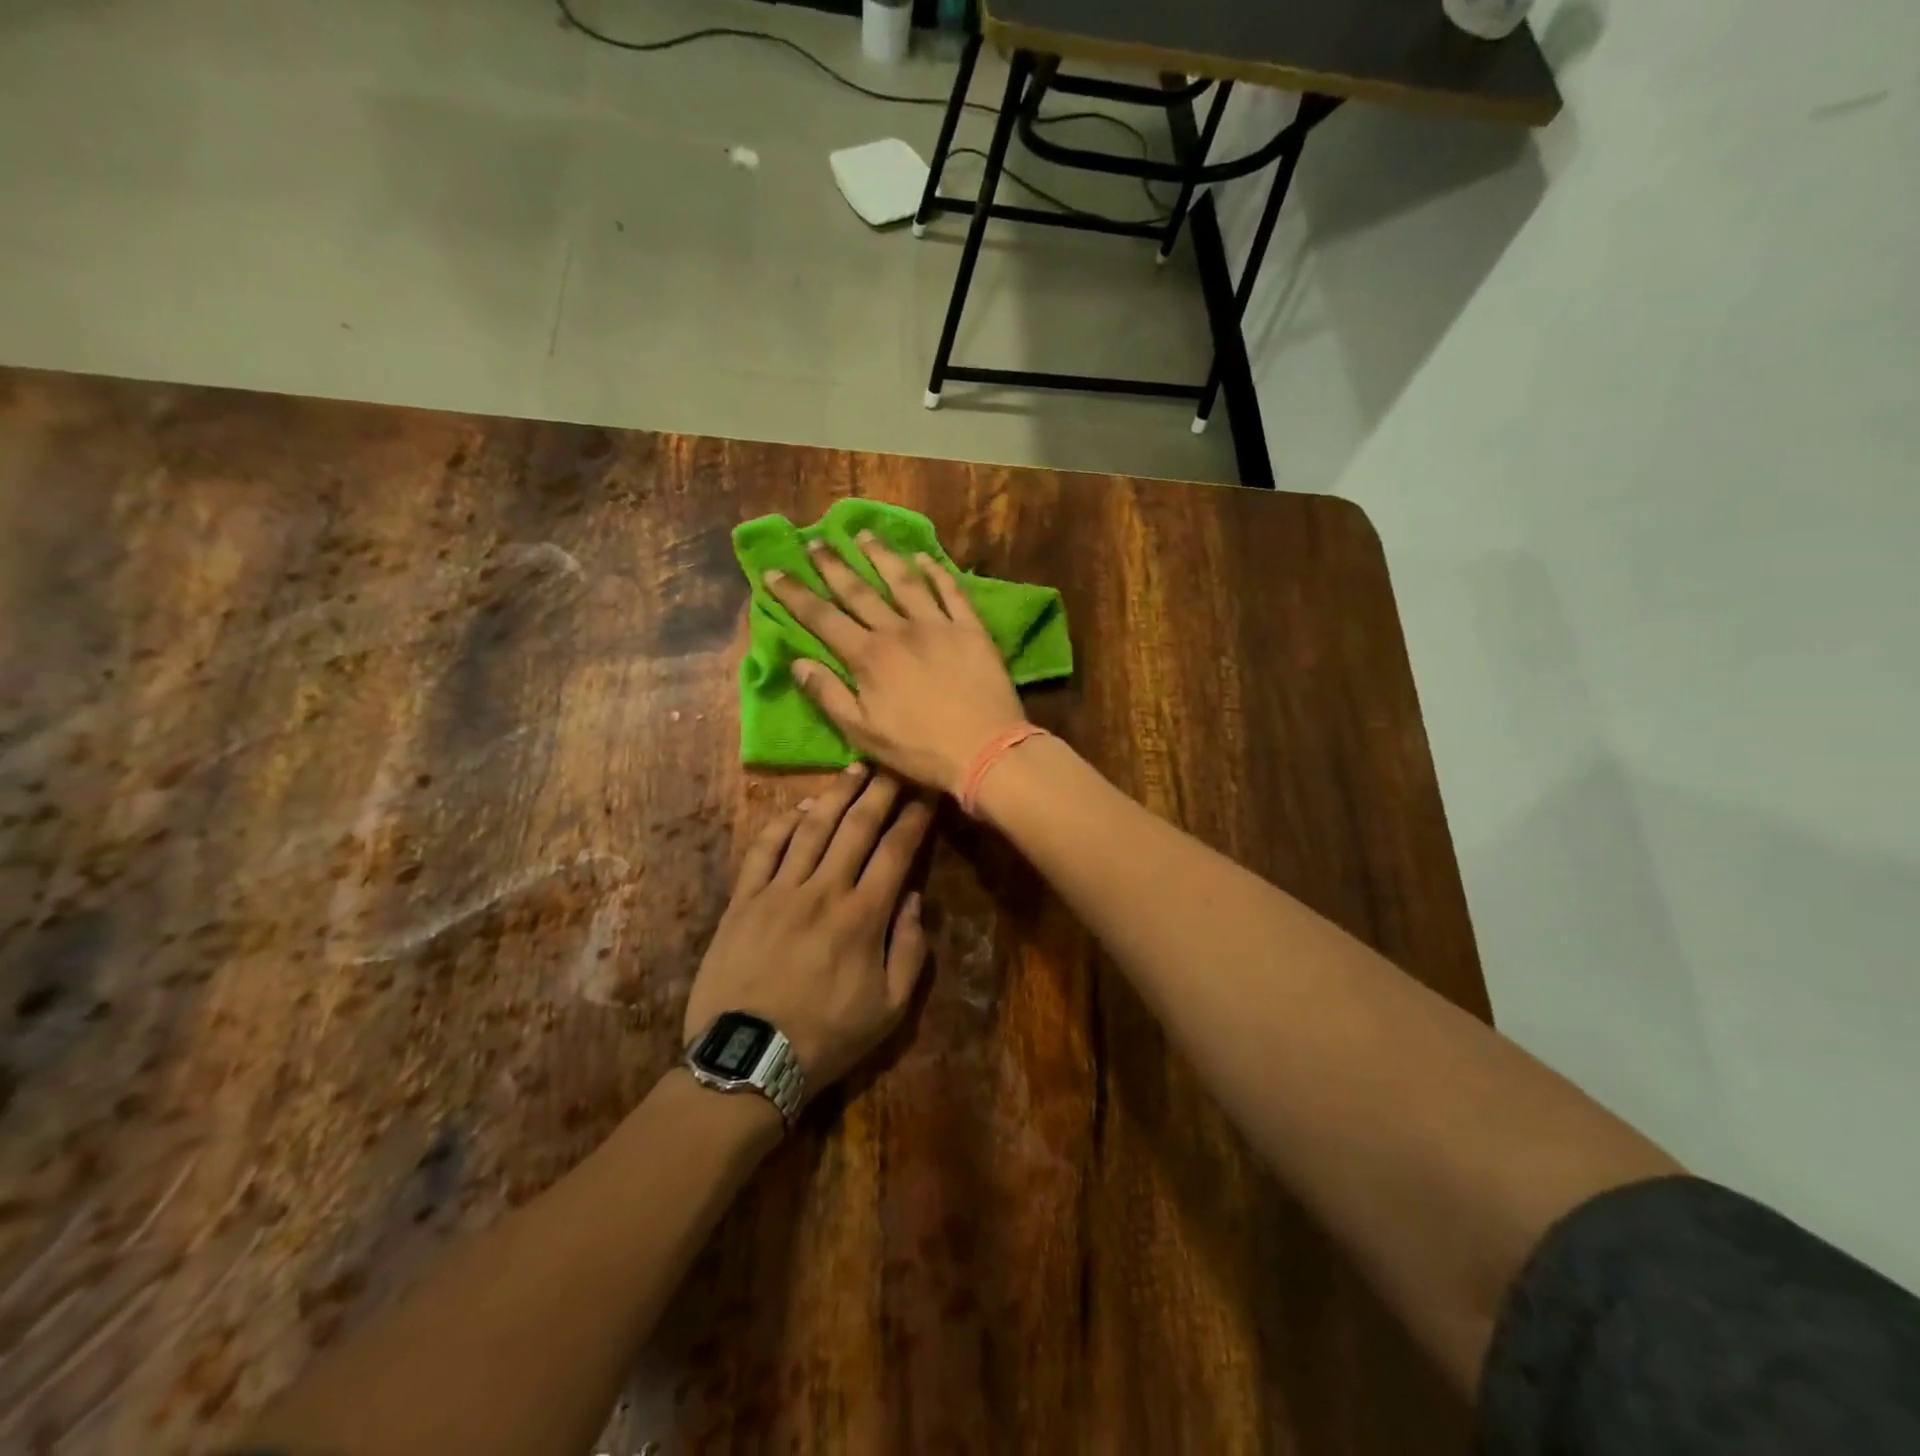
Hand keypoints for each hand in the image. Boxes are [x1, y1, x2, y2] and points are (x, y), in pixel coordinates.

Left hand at [683, 765, 931, 1103]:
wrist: (749, 1060)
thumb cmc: (826, 1037)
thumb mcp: (889, 1009)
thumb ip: (909, 949)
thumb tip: (911, 897)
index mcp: (863, 917)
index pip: (896, 851)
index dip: (915, 819)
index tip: (927, 794)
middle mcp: (823, 891)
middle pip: (856, 826)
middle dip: (880, 791)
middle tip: (894, 765)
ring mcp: (778, 892)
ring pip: (811, 828)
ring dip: (835, 794)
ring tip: (853, 769)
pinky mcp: (743, 900)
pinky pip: (763, 850)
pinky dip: (782, 823)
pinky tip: (798, 808)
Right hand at [765, 534, 1025, 793]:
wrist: (986, 750)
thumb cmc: (919, 749)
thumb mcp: (863, 733)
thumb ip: (829, 695)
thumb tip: (797, 662)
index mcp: (868, 657)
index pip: (822, 617)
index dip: (795, 594)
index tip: (773, 571)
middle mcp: (899, 630)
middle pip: (859, 590)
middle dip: (833, 565)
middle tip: (815, 541)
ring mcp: (938, 625)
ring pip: (904, 580)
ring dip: (881, 555)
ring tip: (863, 534)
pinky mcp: (971, 629)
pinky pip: (951, 591)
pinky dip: (936, 571)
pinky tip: (923, 557)